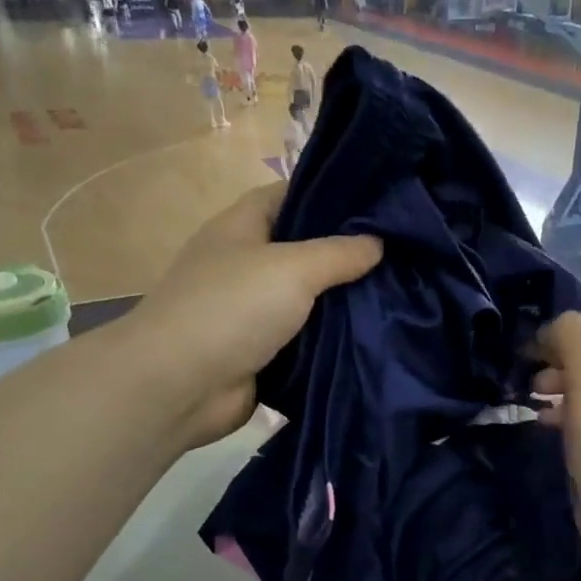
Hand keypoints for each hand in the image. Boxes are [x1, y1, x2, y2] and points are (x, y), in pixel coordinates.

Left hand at [134, 184, 381, 448]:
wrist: (181, 385)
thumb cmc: (232, 309)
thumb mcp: (293, 268)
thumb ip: (339, 253)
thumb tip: (377, 242)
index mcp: (241, 227)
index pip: (289, 195)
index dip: (331, 196)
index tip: (379, 206)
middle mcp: (244, 264)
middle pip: (302, 251)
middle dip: (345, 255)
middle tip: (399, 256)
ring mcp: (250, 312)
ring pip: (306, 301)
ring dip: (341, 304)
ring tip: (397, 298)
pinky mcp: (259, 354)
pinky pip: (302, 341)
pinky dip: (329, 342)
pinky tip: (370, 339)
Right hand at [533, 312, 580, 564]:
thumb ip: (571, 336)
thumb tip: (551, 330)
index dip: (559, 327)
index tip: (527, 348)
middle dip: (553, 356)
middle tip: (527, 376)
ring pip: (580, 386)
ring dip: (552, 384)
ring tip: (529, 399)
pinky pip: (578, 417)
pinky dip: (557, 413)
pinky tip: (541, 424)